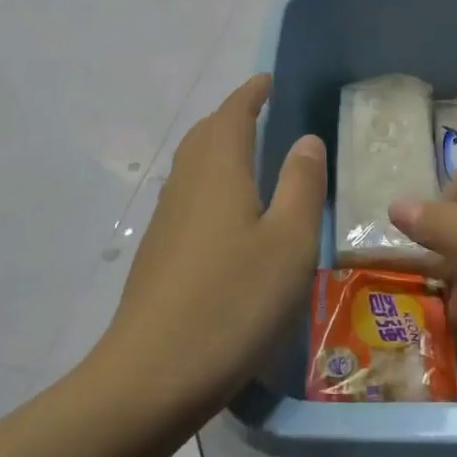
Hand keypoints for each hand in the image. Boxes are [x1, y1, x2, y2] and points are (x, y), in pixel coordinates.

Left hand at [101, 74, 325, 416]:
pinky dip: (210, 182)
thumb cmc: (232, 301)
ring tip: (250, 156)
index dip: (252, 92)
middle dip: (234, 116)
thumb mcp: (288, 242)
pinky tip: (227, 215)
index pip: (234, 111)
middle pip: (207, 132)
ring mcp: (166, 217)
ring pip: (194, 164)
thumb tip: (306, 139)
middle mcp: (186, 181)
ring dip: (219, 148)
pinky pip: (188, 194)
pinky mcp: (159, 250)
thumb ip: (301, 184)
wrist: (151, 376)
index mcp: (218, 167)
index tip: (269, 80)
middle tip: (264, 113)